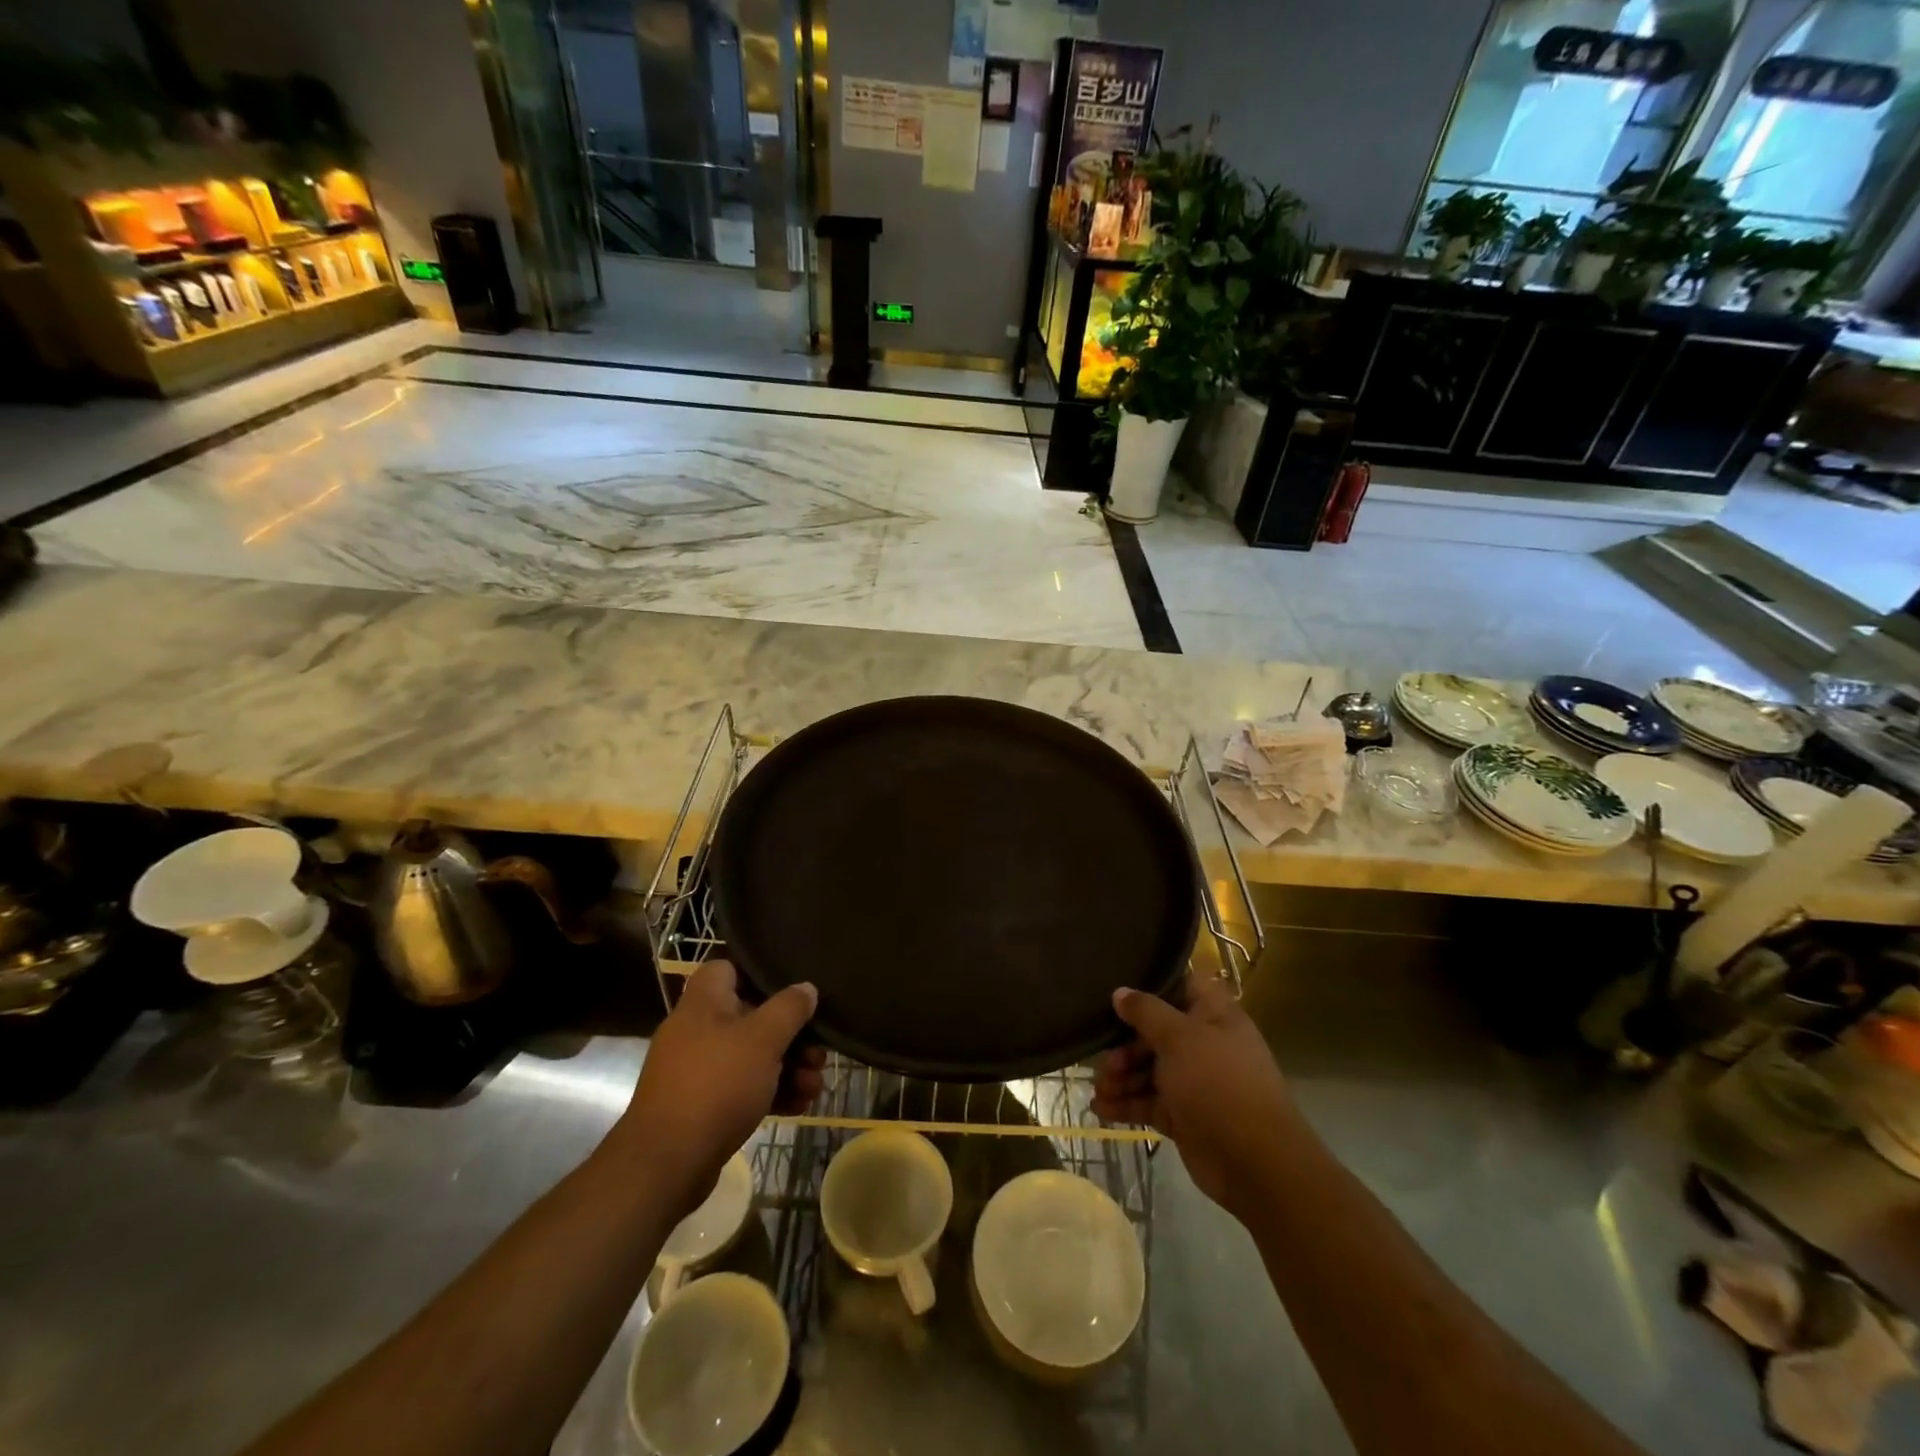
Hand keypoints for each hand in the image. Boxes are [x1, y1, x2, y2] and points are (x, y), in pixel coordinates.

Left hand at [615, 960, 823, 1212]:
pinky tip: (799, 1106)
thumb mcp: (763, 1040)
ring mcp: (698, 1070)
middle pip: (751, 1016)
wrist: (666, 1165)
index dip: (760, 974)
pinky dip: (770, 1093)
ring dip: (788, 1068)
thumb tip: (806, 988)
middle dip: (790, 1035)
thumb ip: (789, 1009)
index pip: (728, 968)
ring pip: (752, 1056)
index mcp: (703, 1003)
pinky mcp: (702, 1106)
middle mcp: (697, 1030)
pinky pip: (743, 1088)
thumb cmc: (716, 1085)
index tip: (793, 989)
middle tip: (818, 1052)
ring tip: (815, 1086)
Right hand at [1093, 971, 1296, 1216]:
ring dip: (1121, 1077)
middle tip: (1104, 1058)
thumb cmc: (1218, 1082)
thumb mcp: (1179, 1037)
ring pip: (1149, 1069)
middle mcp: (1204, 1043)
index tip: (1117, 992)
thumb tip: (1120, 992)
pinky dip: (1126, 1104)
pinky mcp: (1184, 1115)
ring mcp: (1194, 1081)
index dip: (1150, 987)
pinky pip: (1148, 1101)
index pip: (1180, 987)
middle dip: (1125, 1044)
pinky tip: (1101, 1108)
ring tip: (1100, 1088)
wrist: (1255, 1162)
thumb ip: (1146, 1012)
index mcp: (1213, 1015)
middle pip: (1155, 1032)